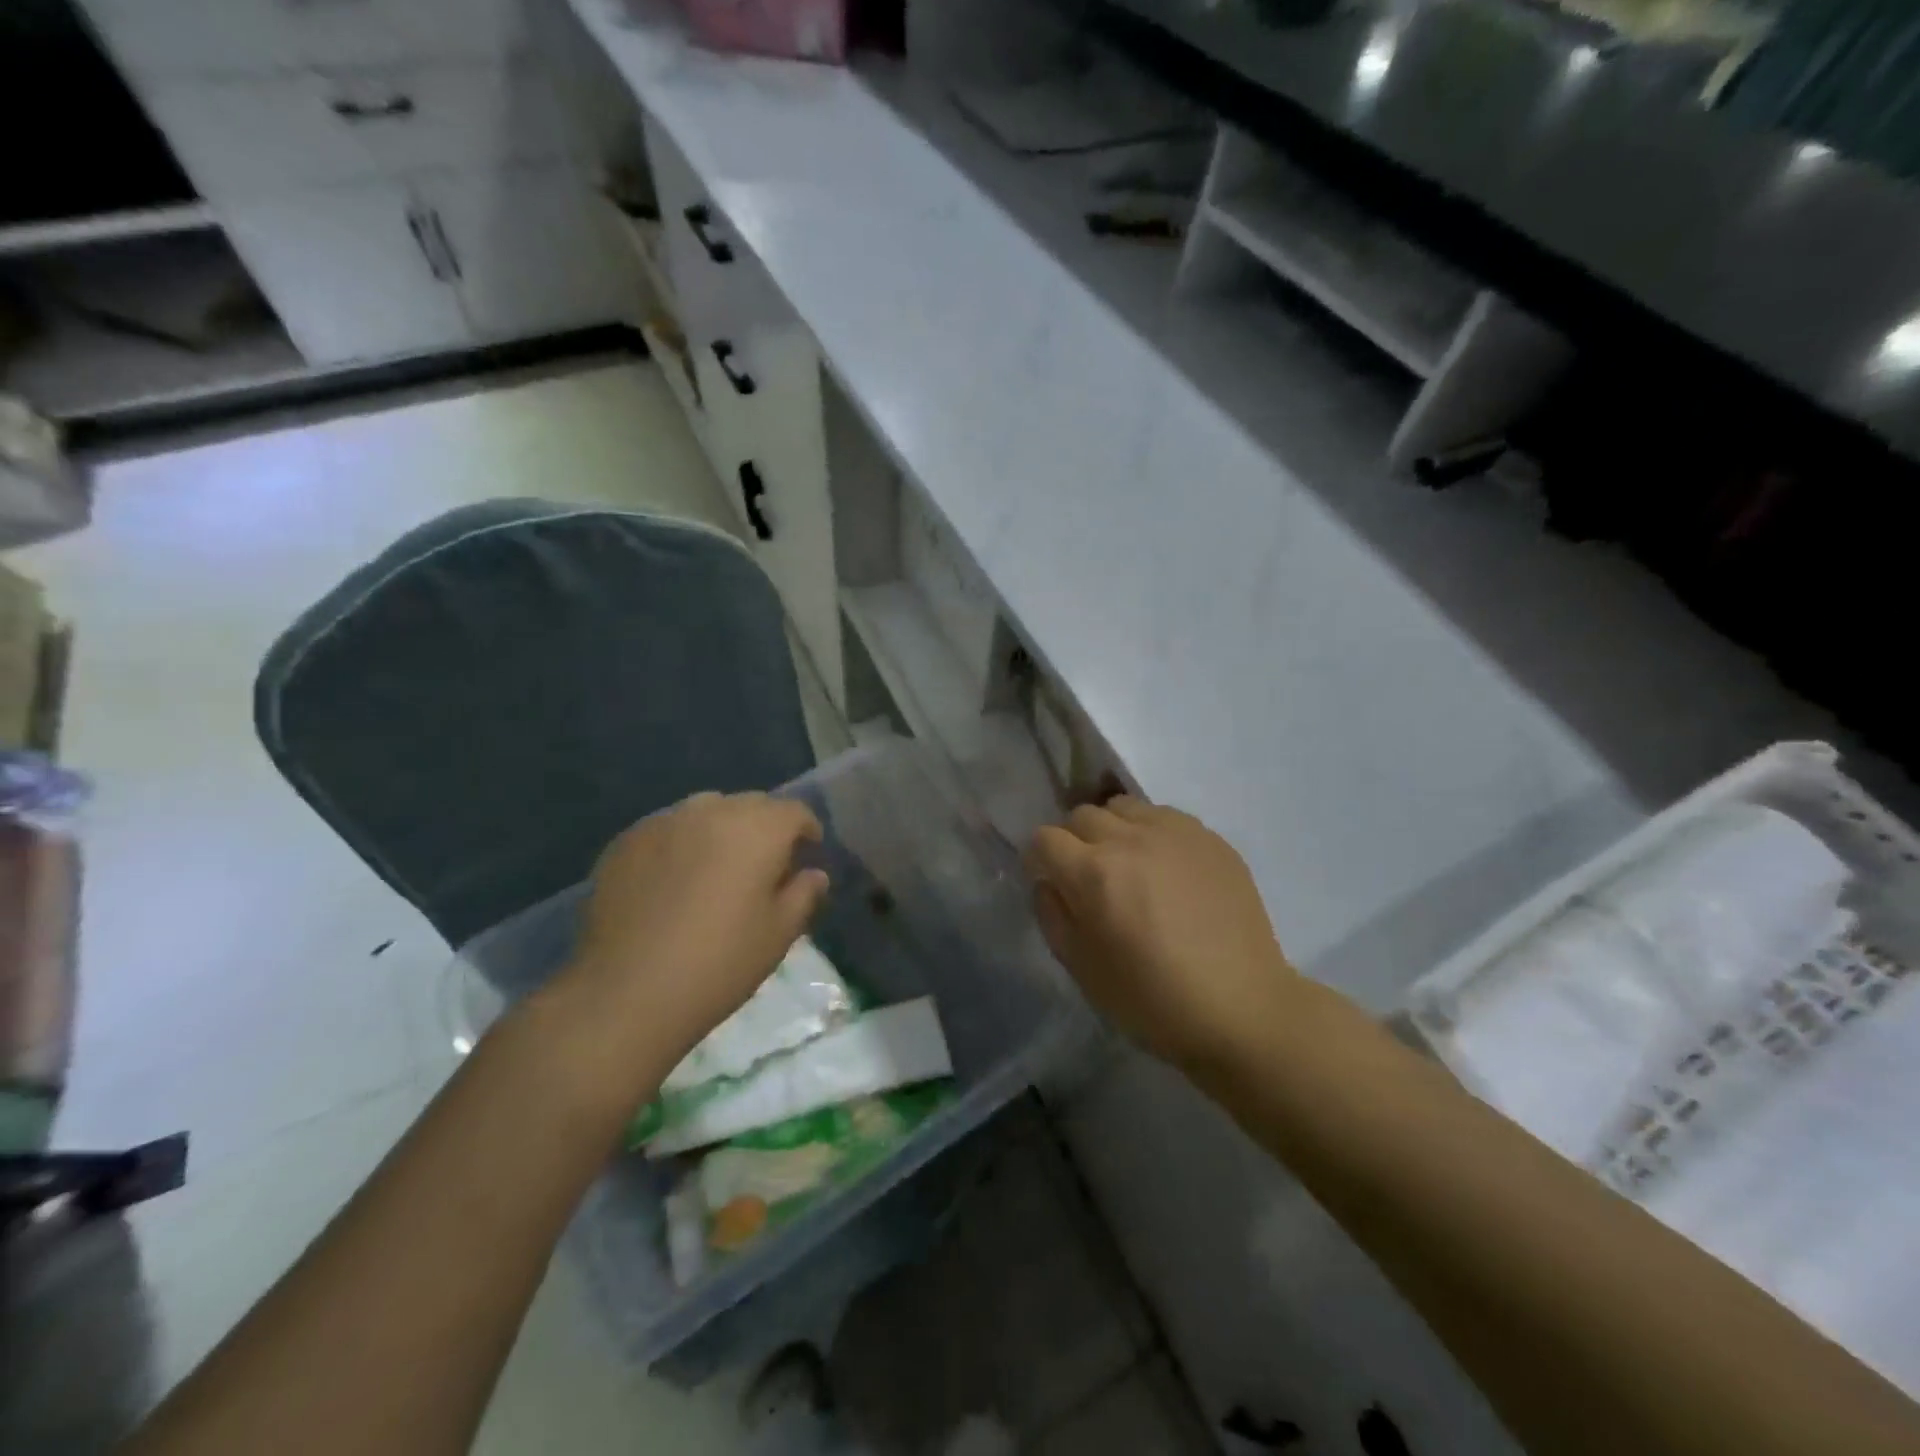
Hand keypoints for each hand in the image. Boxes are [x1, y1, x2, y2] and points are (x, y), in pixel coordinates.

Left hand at [557, 792, 829, 1077]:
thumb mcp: (778, 934)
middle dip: (765, 826)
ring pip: (706, 809)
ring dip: (722, 828)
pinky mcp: (626, 841)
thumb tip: (813, 874)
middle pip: (750, 804)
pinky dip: (682, 842)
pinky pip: (668, 828)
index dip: (806, 830)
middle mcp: (712, 811)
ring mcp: (664, 822)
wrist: (628, 992)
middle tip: (765, 863)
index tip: (807, 854)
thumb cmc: (720, 963)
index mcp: (758, 829)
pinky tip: (674, 879)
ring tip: (717, 865)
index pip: (793, 811)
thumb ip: (803, 894)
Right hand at [1027, 797, 1298, 1069]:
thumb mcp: (1082, 969)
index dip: (1039, 861)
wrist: (1240, 1007)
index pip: (1044, 839)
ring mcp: (1173, 832)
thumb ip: (1052, 915)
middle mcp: (1130, 839)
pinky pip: (1164, 815)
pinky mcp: (1208, 836)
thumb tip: (1047, 882)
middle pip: (1081, 815)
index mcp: (1093, 873)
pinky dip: (1151, 832)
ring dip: (1113, 829)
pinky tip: (1166, 869)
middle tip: (1090, 879)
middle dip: (1074, 842)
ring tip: (1129, 865)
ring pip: (1123, 807)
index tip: (1052, 883)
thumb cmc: (1152, 1000)